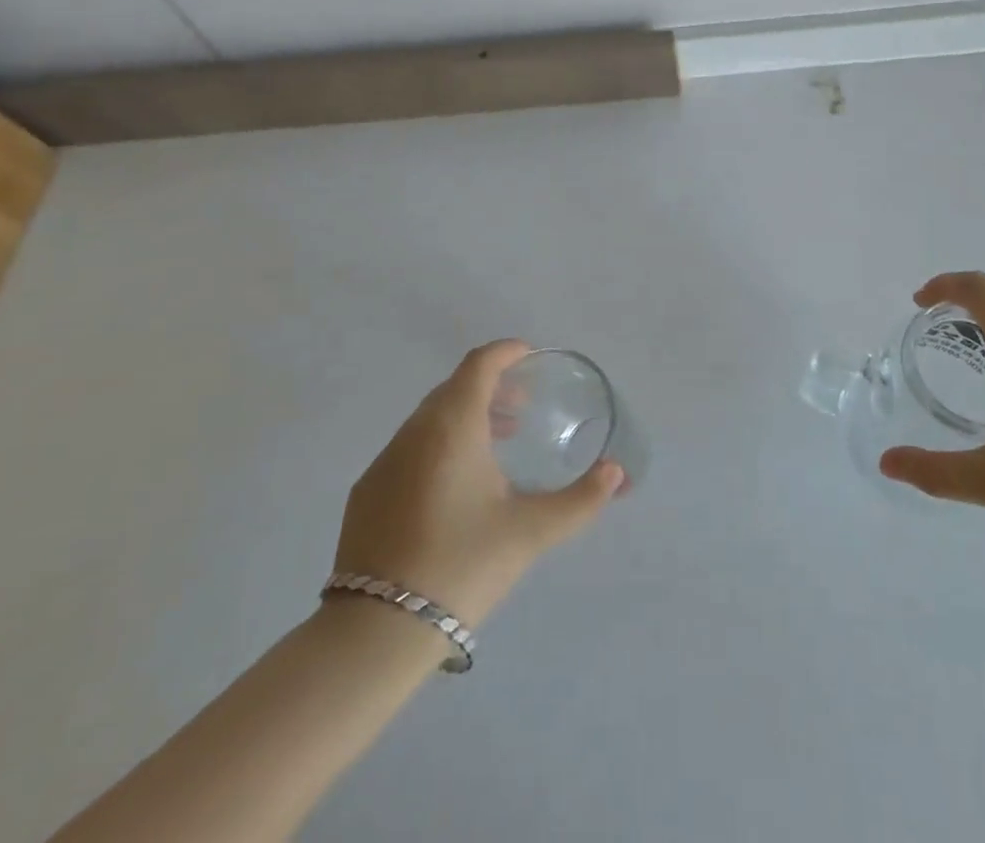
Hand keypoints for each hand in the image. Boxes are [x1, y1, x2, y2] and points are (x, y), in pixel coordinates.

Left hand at [330, 341, 622, 626]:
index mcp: (453, 427)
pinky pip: (409, 447)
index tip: (530, 356)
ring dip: (465, 416)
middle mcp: (414, 432)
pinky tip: (455, 486)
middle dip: (490, 386)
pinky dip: (438, 443)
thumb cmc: (463, 565)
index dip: (506, 352)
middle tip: (522, 407)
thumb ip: (580, 500)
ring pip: (430, 418)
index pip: (479, 365)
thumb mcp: (530, 532)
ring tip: (497, 444)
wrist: (377, 632)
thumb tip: (617, 473)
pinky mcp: (367, 493)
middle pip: (455, 388)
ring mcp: (384, 462)